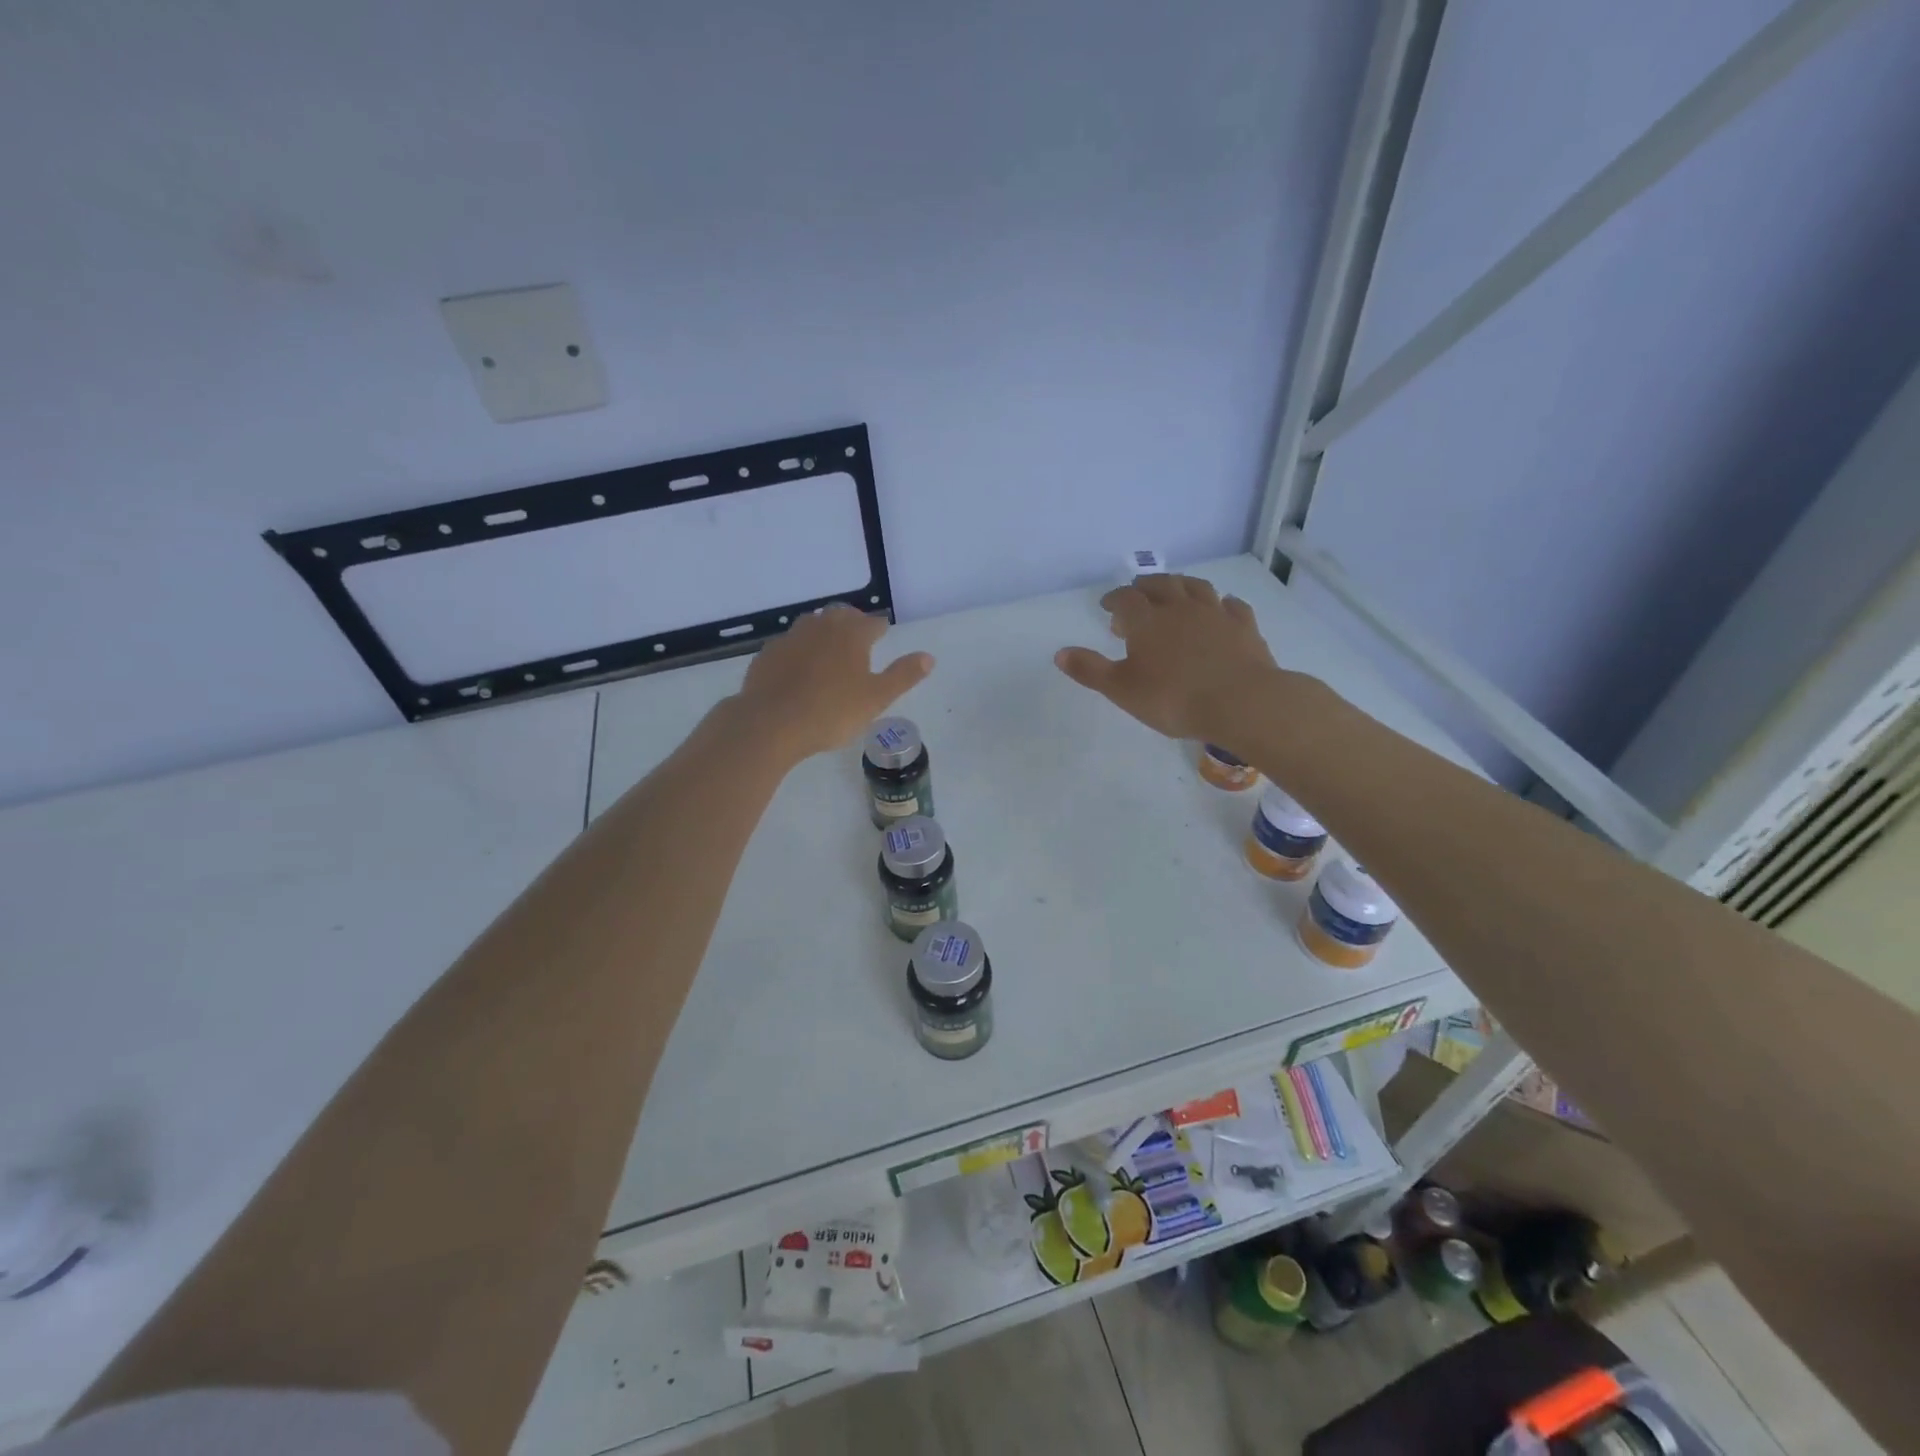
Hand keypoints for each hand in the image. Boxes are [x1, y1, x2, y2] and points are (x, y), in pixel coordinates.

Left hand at [735, 605, 933, 764]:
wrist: (771, 723)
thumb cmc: (831, 711)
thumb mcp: (876, 698)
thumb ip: (903, 675)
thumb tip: (928, 657)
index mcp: (851, 634)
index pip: (872, 623)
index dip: (879, 629)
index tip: (882, 635)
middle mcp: (821, 627)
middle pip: (840, 615)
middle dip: (852, 622)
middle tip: (858, 638)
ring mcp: (791, 638)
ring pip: (812, 624)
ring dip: (824, 632)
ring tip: (829, 650)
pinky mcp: (768, 654)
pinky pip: (789, 644)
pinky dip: (799, 650)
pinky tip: (799, 668)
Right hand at [1055, 574, 1280, 743]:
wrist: (1240, 703)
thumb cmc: (1173, 698)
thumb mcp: (1122, 690)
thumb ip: (1090, 670)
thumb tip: (1060, 653)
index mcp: (1147, 621)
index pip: (1125, 599)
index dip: (1114, 599)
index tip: (1107, 606)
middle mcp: (1181, 608)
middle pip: (1161, 585)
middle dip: (1146, 587)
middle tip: (1138, 593)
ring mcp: (1216, 614)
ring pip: (1197, 588)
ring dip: (1182, 586)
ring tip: (1175, 592)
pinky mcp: (1244, 627)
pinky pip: (1233, 605)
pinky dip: (1223, 603)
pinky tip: (1222, 607)